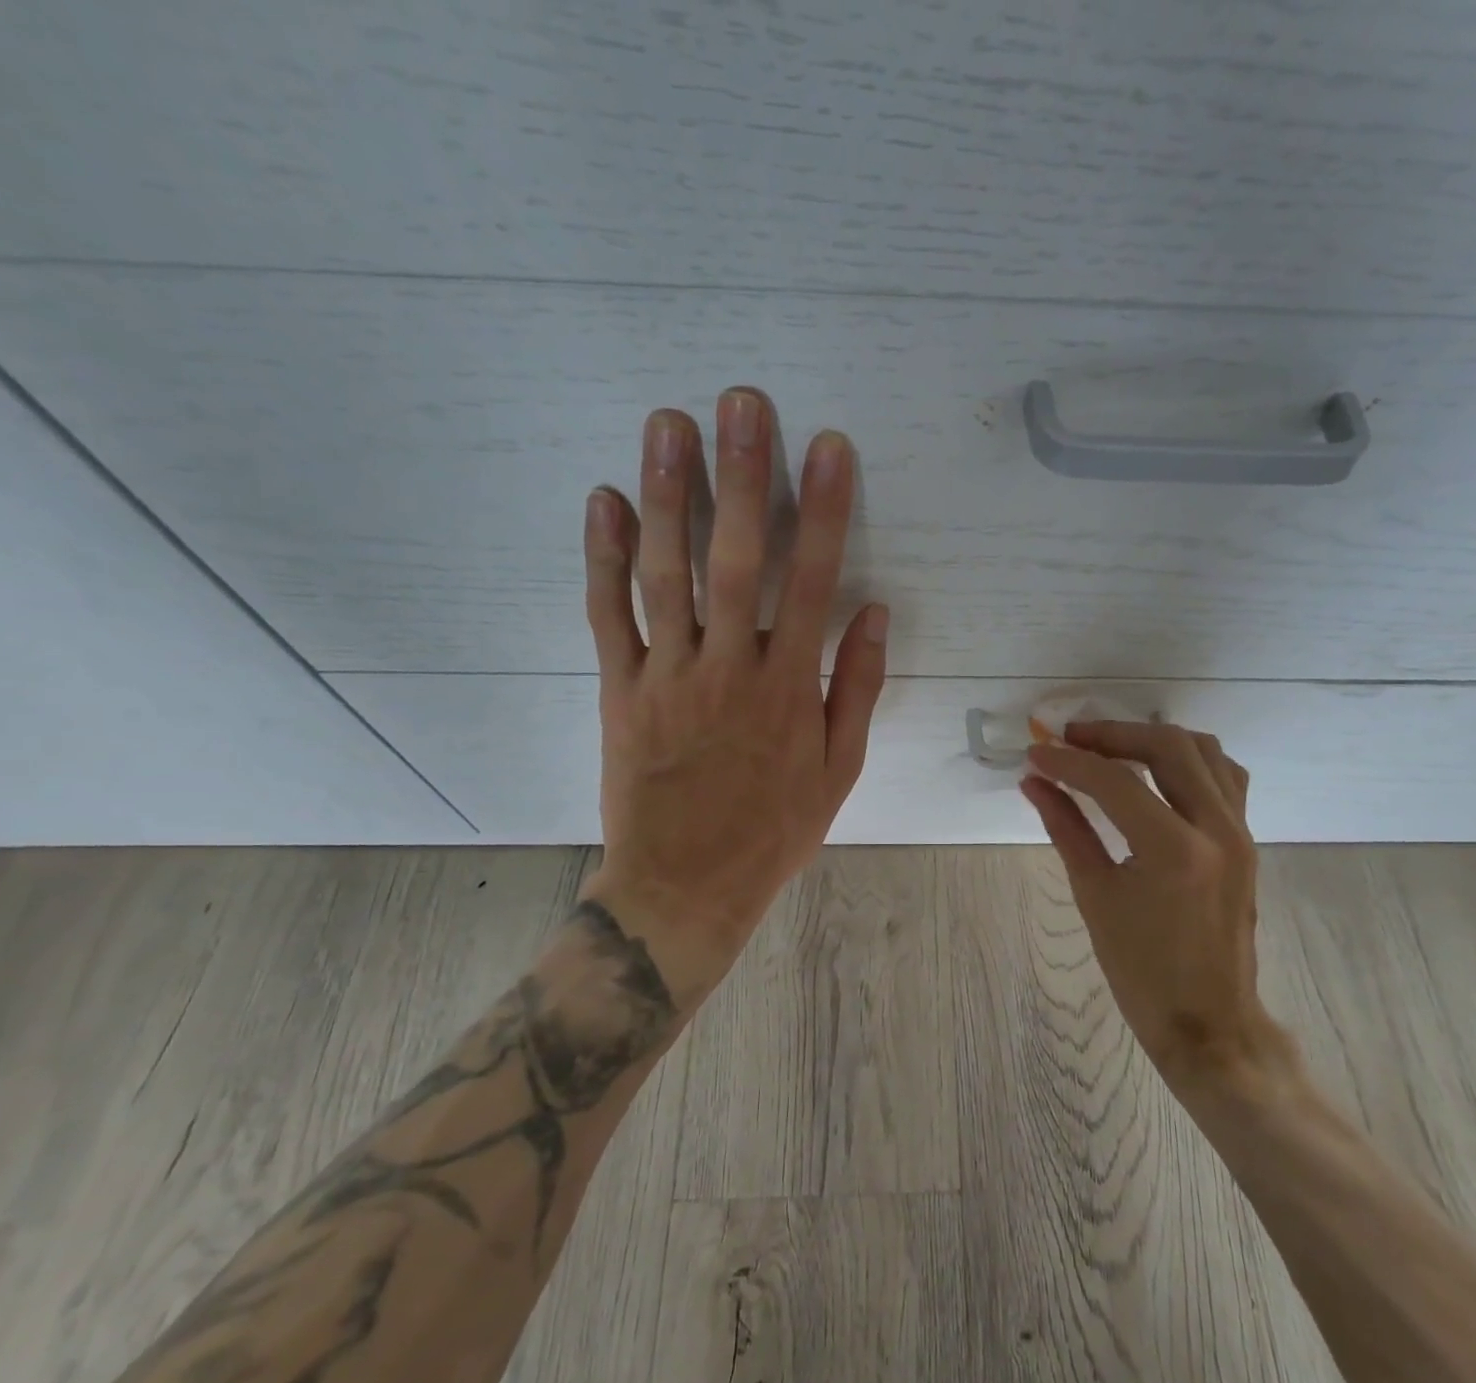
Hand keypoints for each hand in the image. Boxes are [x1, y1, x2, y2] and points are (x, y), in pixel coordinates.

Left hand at [581, 386, 887, 1010]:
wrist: (684, 888)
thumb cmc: (773, 832)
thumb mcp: (838, 772)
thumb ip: (856, 689)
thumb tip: (873, 613)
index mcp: (789, 689)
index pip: (812, 582)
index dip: (823, 511)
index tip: (829, 447)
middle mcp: (728, 669)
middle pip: (734, 559)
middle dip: (741, 475)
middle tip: (740, 401)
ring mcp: (667, 676)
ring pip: (665, 574)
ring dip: (668, 495)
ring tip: (668, 424)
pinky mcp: (619, 691)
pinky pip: (608, 617)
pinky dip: (602, 558)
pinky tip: (605, 500)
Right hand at [1022, 722, 1299, 1103]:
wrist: (1207, 1022)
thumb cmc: (1142, 971)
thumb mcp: (1095, 896)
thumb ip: (1066, 828)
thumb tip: (1035, 783)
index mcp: (1174, 850)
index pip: (1115, 781)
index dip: (1069, 762)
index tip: (1036, 753)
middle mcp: (1217, 829)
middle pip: (1167, 746)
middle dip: (1113, 734)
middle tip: (1071, 739)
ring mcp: (1240, 832)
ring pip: (1204, 751)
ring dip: (1153, 738)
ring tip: (1111, 747)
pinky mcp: (1246, 841)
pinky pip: (1224, 776)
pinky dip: (1187, 759)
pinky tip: (1157, 770)